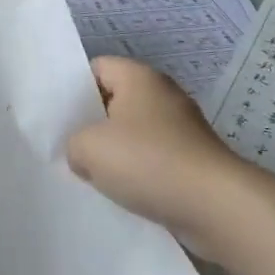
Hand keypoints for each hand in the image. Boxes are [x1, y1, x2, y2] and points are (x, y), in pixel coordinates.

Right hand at [66, 57, 242, 243]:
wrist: (216, 207)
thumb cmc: (148, 162)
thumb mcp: (88, 148)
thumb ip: (73, 144)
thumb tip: (83, 153)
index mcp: (138, 76)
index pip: (96, 68)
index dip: (73, 89)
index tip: (58, 117)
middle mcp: (162, 94)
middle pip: (115, 101)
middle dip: (92, 125)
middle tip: (67, 147)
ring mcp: (182, 128)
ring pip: (134, 134)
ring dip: (115, 154)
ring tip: (90, 175)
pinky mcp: (193, 160)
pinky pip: (154, 160)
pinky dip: (138, 174)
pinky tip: (122, 194)